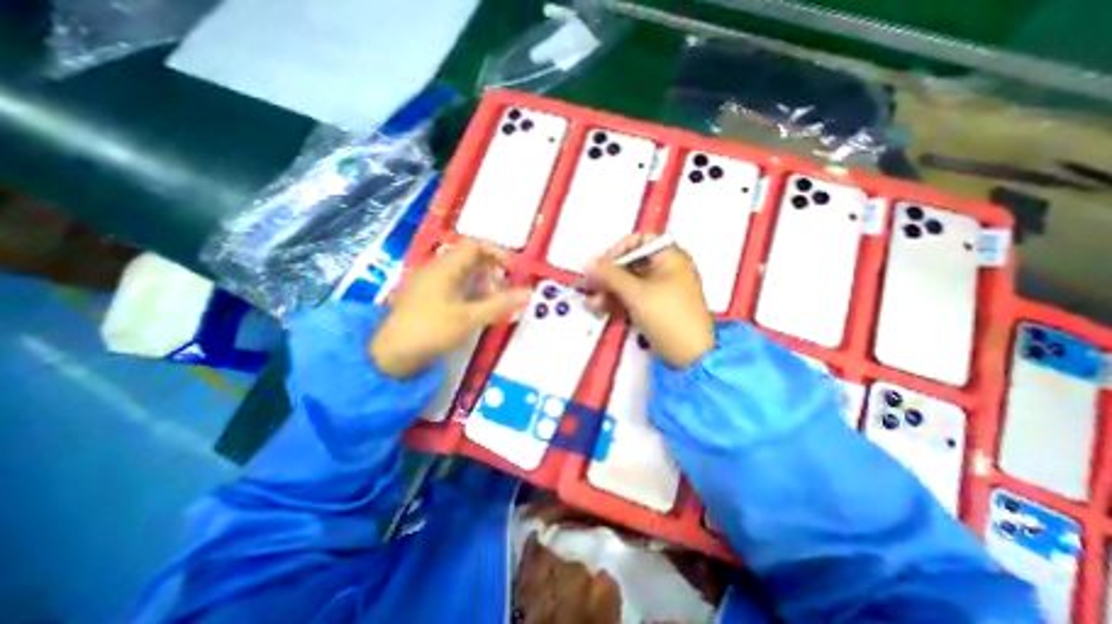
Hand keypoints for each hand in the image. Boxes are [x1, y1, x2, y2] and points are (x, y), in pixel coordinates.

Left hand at [369, 237, 528, 374]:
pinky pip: (457, 287)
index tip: (513, 271)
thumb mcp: (469, 318)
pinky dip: (472, 294)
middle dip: (493, 273)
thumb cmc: (431, 330)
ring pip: (465, 274)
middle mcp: (438, 269)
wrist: (391, 354)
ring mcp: (432, 283)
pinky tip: (479, 311)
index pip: (475, 245)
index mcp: (445, 267)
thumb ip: (500, 304)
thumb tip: (529, 292)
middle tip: (505, 292)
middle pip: (472, 259)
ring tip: (495, 304)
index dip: (498, 253)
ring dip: (484, 285)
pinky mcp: (430, 297)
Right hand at [586, 233, 716, 368]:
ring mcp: (660, 290)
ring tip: (592, 300)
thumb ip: (610, 275)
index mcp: (671, 258)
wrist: (689, 356)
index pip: (641, 240)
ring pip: (629, 282)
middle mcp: (666, 270)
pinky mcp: (654, 307)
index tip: (603, 262)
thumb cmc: (670, 318)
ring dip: (608, 289)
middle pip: (631, 262)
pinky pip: (632, 296)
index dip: (620, 248)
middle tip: (591, 282)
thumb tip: (589, 261)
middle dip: (608, 273)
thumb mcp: (637, 293)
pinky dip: (616, 300)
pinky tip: (600, 306)